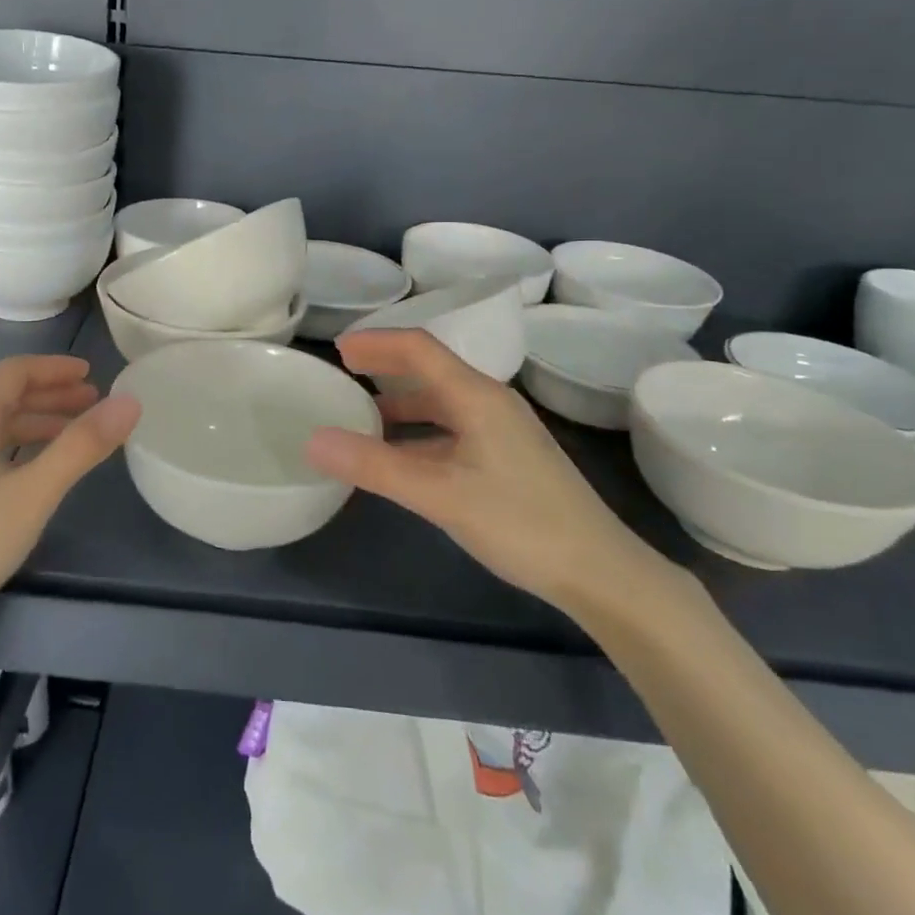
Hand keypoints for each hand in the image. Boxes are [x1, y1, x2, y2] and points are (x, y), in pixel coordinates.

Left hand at [0, 355, 139, 642]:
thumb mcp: (33, 495)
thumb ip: (82, 446)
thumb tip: (129, 402)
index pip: (17, 371)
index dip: (57, 369)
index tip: (93, 375)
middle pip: (6, 395)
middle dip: (52, 395)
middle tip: (95, 405)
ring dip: (36, 422)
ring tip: (75, 436)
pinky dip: (17, 446)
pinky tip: (34, 471)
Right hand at [304, 329, 658, 610]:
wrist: (601, 572)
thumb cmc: (520, 522)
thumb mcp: (440, 494)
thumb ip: (375, 466)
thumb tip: (313, 440)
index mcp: (476, 396)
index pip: (419, 348)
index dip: (377, 341)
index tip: (337, 350)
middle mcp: (490, 403)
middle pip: (430, 371)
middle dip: (385, 369)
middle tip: (344, 378)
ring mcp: (502, 432)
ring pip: (441, 405)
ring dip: (401, 406)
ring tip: (362, 421)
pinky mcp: (508, 460)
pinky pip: (452, 432)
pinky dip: (419, 436)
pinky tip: (402, 461)